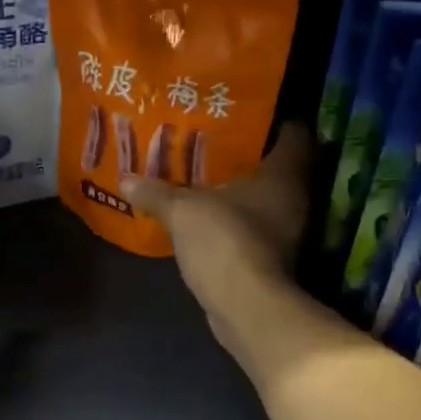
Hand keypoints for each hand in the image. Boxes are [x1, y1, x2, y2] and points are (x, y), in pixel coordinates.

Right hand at [121, 123, 312, 352]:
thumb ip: (157, 192)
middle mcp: (294, 198)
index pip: (294, 133)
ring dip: (240, 190)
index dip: (273, 119)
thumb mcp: (183, 211)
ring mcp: (286, 231)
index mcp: (284, 173)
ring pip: (265, 198)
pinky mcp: (271, 257)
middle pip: (277, 165)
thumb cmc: (224, 241)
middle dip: (248, 154)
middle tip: (213, 141)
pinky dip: (234, 219)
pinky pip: (253, 225)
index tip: (243, 113)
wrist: (244, 306)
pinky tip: (206, 215)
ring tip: (204, 176)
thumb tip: (126, 179)